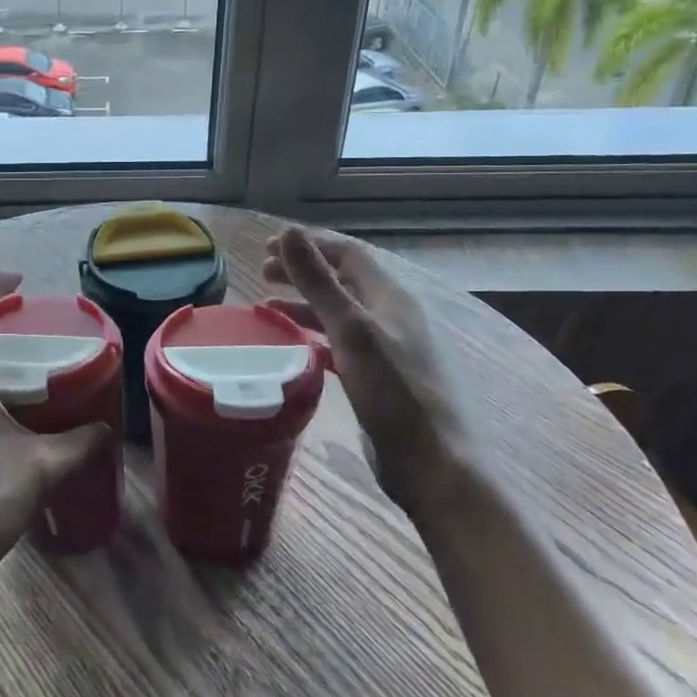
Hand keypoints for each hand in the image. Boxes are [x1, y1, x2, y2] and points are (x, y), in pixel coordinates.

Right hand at [264, 227, 470, 514]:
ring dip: (305, 304)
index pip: (348, 254)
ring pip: (339, 313)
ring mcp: (387, 348)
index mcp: (390, 297)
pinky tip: (294, 347)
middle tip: (263, 273)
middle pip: (343, 280)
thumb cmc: (393, 393)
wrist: (433, 464)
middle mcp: (390, 316)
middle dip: (303, 271)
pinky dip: (315, 336)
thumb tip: (290, 232)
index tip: (268, 247)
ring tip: (268, 307)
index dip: (310, 245)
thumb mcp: (351, 330)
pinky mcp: (379, 377)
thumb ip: (319, 282)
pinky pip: (341, 344)